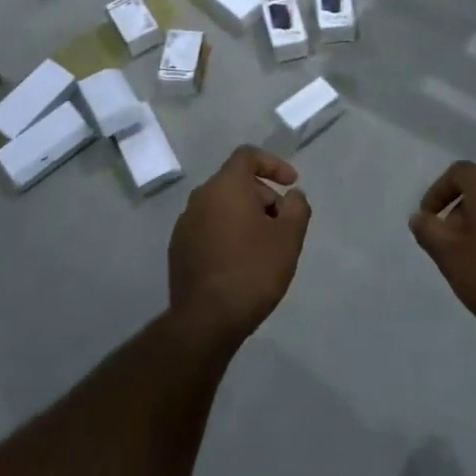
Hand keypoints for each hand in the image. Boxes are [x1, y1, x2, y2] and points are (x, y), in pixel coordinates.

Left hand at [168, 146, 310, 347]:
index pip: (247, 156)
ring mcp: (185, 224)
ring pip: (221, 206)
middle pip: (235, 182)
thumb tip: (293, 196)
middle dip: (263, 196)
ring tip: (264, 246)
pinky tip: (240, 262)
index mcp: (225, 186)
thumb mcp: (288, 238)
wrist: (205, 320)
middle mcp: (200, 197)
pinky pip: (208, 228)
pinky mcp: (178, 249)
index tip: (291, 184)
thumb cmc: (252, 270)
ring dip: (245, 217)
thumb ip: (297, 207)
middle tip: (282, 224)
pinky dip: (227, 234)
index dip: (273, 164)